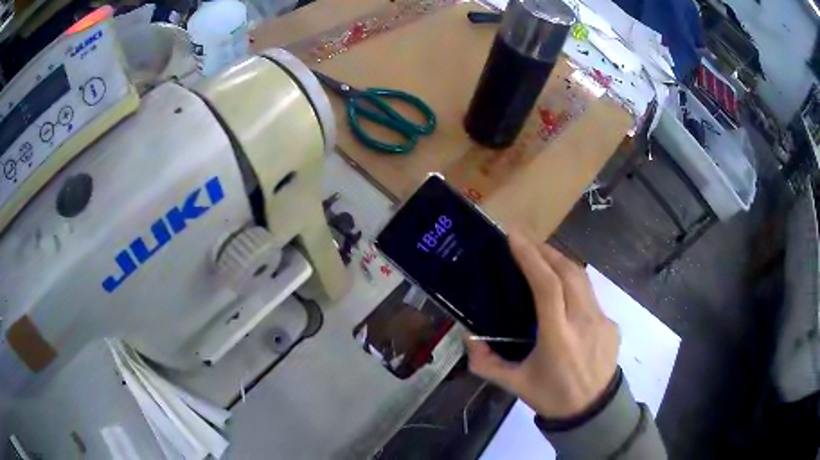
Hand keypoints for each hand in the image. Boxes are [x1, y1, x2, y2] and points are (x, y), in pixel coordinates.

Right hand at [464, 230, 619, 418]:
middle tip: (525, 241)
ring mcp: (601, 320)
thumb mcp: (515, 385)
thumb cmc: (553, 397)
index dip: (531, 258)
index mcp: (558, 337)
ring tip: (542, 257)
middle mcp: (583, 321)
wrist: (594, 410)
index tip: (514, 236)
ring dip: (561, 262)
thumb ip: (486, 363)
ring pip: (582, 278)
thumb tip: (469, 338)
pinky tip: (563, 293)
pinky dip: (573, 284)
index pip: (547, 286)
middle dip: (546, 250)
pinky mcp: (611, 323)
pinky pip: (590, 295)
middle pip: (568, 272)